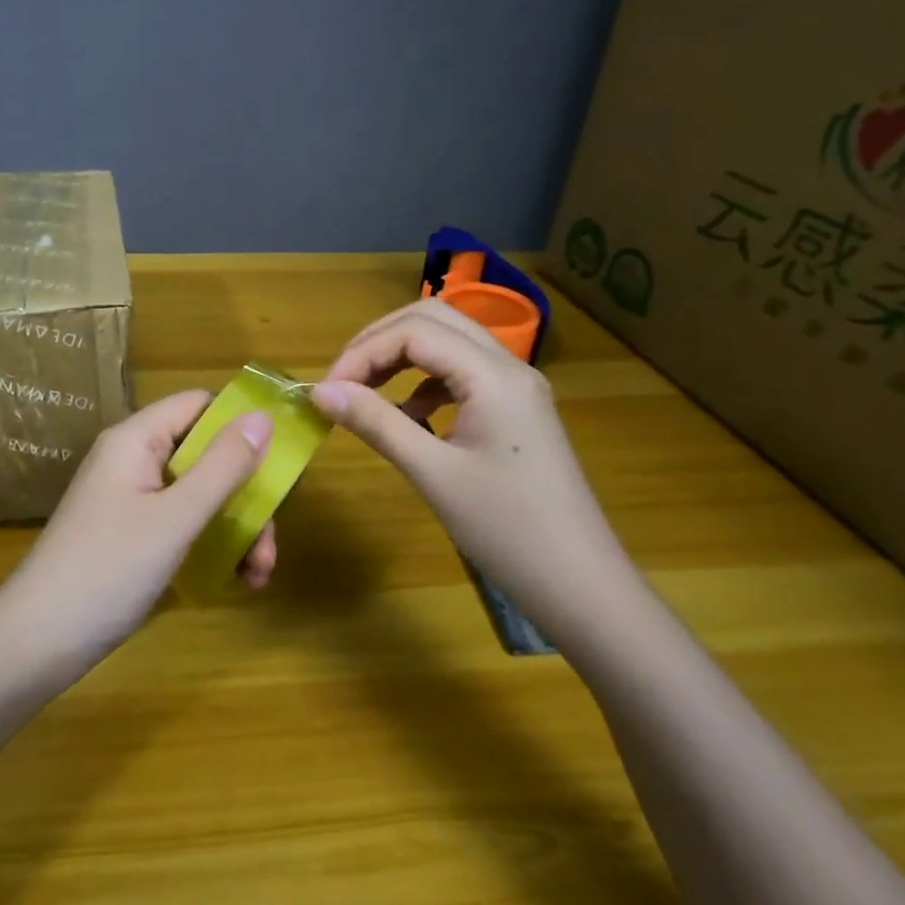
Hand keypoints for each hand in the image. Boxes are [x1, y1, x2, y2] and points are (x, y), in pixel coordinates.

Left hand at [0, 391, 277, 675]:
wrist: (36, 643)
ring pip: (199, 495)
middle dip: (246, 494)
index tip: (282, 461)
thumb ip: (222, 467)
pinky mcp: (132, 536)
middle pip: (206, 455)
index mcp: (136, 440)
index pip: (199, 405)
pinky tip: (236, 581)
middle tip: (270, 543)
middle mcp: (134, 461)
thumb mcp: (175, 518)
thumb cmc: (107, 570)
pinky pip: (183, 524)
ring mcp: (132, 500)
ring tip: (259, 575)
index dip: (241, 424)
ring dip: (236, 528)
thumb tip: (264, 417)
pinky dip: (212, 545)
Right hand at [309, 300, 638, 639]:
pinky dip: (425, 381)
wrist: (583, 586)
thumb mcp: (433, 474)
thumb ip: (376, 423)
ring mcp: (517, 388)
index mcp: (493, 376)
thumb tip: (321, 392)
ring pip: (449, 342)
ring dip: (402, 355)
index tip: (326, 391)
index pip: (414, 332)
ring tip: (366, 393)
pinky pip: (462, 373)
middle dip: (379, 340)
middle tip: (343, 378)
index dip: (362, 353)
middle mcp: (509, 367)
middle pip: (433, 318)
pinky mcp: (516, 411)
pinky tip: (409, 417)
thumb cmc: (507, 531)